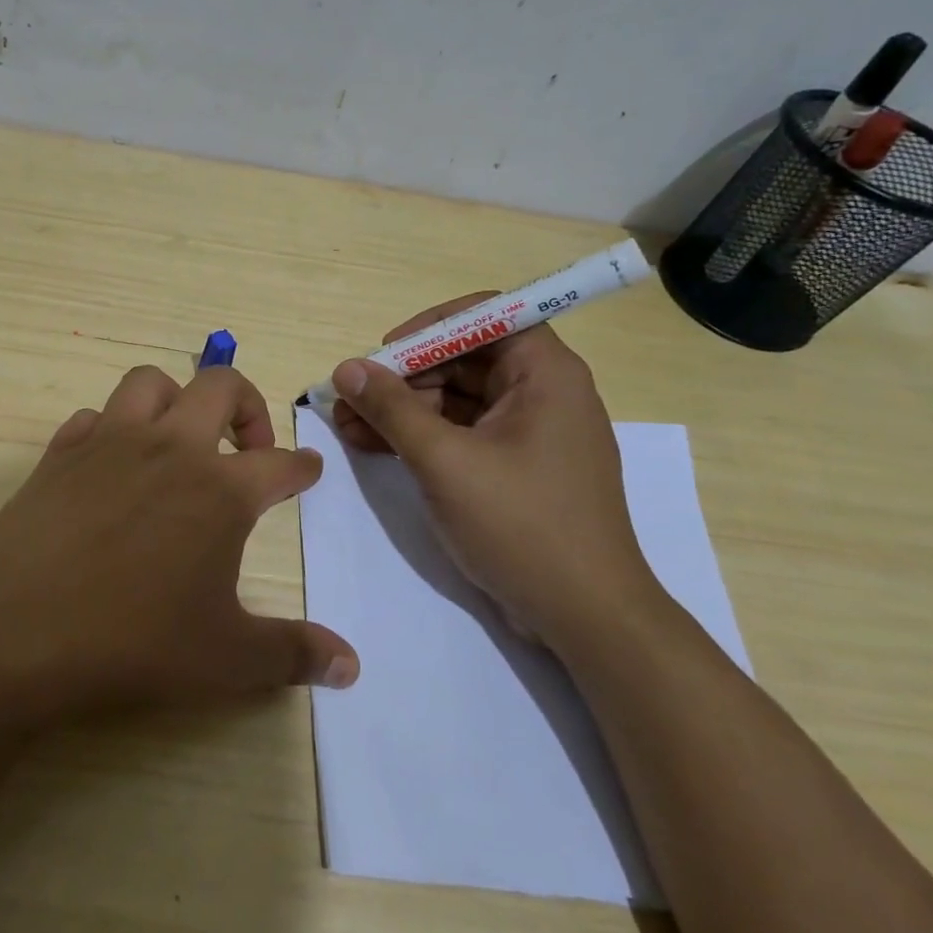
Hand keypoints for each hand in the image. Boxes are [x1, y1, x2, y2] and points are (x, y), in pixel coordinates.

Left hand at [0, 363, 359, 724]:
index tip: (309, 469)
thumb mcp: (226, 659)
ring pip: (150, 382)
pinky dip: (111, 428)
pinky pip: (93, 417)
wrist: (15, 630)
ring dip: (176, 398)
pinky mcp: (59, 453)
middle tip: (250, 446)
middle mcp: (168, 448)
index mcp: (219, 489)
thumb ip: (294, 654)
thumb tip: (351, 666)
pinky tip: (111, 463)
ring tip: (180, 437)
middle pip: (221, 386)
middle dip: (248, 405)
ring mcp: (109, 442)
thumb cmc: (132, 641)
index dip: (303, 466)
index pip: (281, 464)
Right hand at [330, 294, 655, 646]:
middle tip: (349, 399)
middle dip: (403, 378)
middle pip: (464, 359)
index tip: (384, 355)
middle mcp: (542, 393)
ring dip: (402, 410)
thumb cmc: (521, 525)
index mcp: (545, 373)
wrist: (585, 617)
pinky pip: (462, 434)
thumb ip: (392, 409)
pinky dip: (421, 437)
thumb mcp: (444, 461)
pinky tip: (373, 447)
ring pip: (456, 400)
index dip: (429, 328)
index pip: (485, 316)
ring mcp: (529, 433)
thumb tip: (347, 368)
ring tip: (346, 426)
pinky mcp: (516, 468)